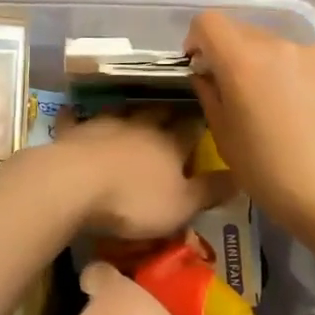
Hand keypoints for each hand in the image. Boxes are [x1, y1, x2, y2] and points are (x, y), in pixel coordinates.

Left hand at [50, 107, 230, 239]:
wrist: (75, 184)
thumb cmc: (134, 200)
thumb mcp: (182, 205)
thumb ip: (210, 190)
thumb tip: (241, 176)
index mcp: (171, 143)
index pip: (192, 127)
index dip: (200, 123)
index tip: (208, 116)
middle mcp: (140, 125)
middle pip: (158, 113)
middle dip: (168, 111)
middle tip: (174, 109)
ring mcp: (104, 125)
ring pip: (122, 111)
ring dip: (129, 110)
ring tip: (134, 109)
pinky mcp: (73, 132)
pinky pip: (76, 120)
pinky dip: (78, 117)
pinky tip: (76, 112)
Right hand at [185, 12, 314, 246]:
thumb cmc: (271, 174)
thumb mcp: (224, 138)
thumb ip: (210, 95)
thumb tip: (207, 75)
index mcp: (243, 60)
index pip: (209, 22)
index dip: (197, 40)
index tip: (202, 68)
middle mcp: (280, 45)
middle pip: (243, 32)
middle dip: (232, 55)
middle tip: (238, 94)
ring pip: (277, 48)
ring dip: (267, 66)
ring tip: (279, 108)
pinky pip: (306, 60)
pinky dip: (297, 75)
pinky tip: (308, 112)